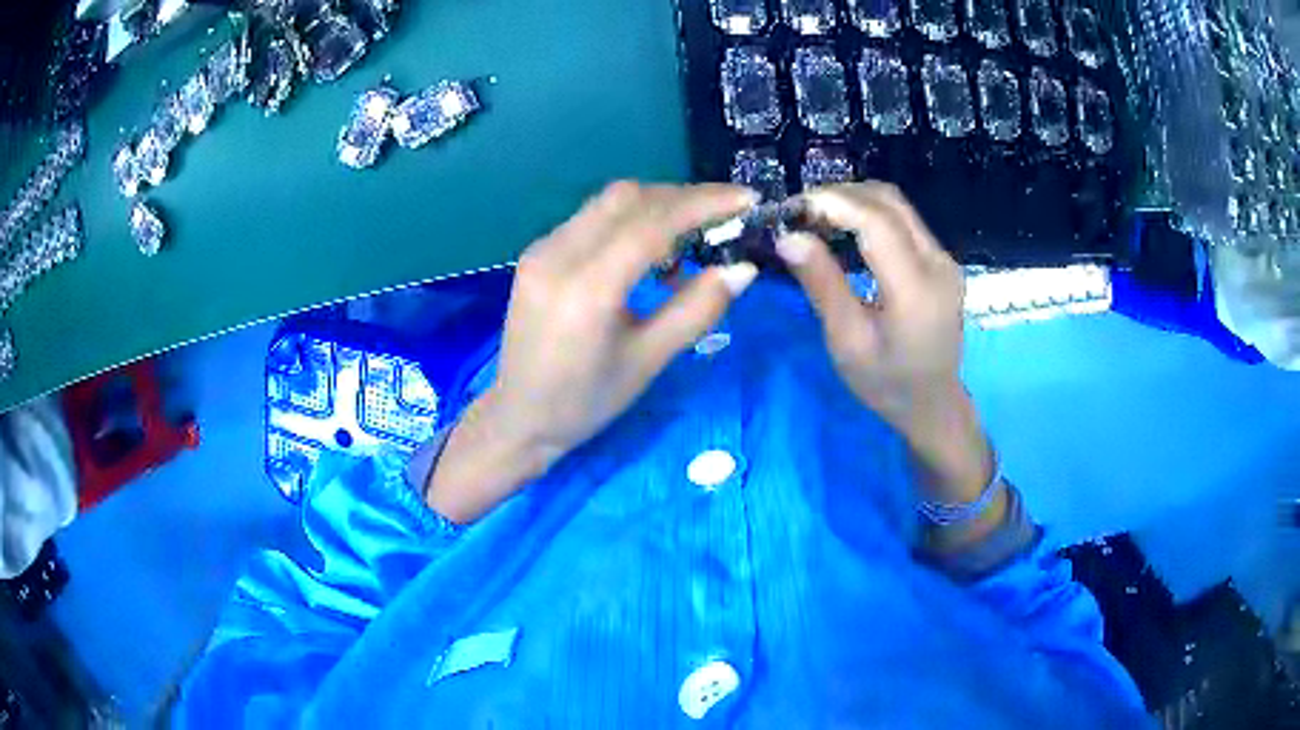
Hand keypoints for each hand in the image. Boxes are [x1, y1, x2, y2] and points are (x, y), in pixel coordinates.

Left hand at [426, 181, 759, 522]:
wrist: (519, 417)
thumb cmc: (586, 401)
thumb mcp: (649, 361)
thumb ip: (697, 309)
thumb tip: (743, 268)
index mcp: (587, 289)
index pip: (652, 223)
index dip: (704, 204)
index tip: (747, 199)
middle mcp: (558, 255)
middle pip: (628, 197)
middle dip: (683, 198)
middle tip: (723, 218)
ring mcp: (542, 249)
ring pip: (609, 203)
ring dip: (656, 207)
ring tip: (688, 242)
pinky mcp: (538, 253)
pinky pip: (591, 219)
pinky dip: (629, 222)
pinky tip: (647, 254)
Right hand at [775, 183, 995, 517]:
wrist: (933, 405)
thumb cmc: (886, 384)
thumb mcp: (846, 342)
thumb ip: (822, 283)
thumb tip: (788, 236)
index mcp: (916, 289)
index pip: (877, 222)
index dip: (833, 202)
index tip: (791, 208)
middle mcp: (938, 263)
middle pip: (889, 201)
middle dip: (840, 195)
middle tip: (799, 212)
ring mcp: (944, 259)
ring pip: (897, 205)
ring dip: (854, 200)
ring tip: (816, 218)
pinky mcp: (941, 260)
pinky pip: (904, 221)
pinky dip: (869, 214)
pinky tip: (844, 230)